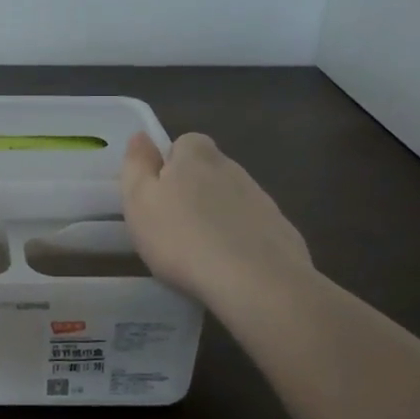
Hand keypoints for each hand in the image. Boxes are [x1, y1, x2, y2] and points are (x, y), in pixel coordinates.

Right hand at [121, 132, 311, 306]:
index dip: (169, 164)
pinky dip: (240, 240)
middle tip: (173, 225)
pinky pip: (252, 228)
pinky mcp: (282, 231)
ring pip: (231, 199)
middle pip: (208, 170)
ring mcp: (262, 200)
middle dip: (193, 190)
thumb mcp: (139, 200)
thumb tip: (141, 136)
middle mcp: (233, 169)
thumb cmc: (182, 239)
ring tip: (200, 251)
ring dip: (217, 215)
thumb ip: (137, 164)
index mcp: (197, 156)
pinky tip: (229, 267)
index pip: (184, 143)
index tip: (158, 194)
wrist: (256, 282)